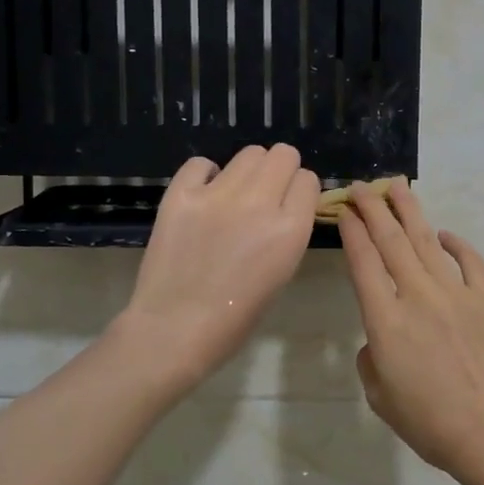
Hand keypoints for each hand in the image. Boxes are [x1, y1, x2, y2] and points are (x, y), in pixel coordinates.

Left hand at [115, 145, 318, 392]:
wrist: (174, 330)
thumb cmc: (235, 317)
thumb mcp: (282, 273)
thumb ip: (289, 232)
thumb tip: (286, 205)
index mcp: (290, 229)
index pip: (309, 180)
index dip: (300, 191)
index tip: (291, 204)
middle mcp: (259, 203)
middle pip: (283, 155)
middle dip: (281, 170)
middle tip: (266, 193)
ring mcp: (217, 195)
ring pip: (249, 153)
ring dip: (249, 171)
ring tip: (235, 196)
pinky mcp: (181, 194)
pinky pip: (202, 163)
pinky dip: (207, 175)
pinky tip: (204, 195)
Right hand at [337, 181, 483, 484]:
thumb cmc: (428, 422)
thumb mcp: (380, 396)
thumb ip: (370, 359)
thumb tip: (379, 339)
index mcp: (385, 320)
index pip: (363, 262)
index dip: (352, 232)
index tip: (345, 211)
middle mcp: (417, 295)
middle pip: (391, 241)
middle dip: (374, 210)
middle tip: (363, 188)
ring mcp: (455, 293)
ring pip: (427, 241)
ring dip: (409, 212)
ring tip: (397, 188)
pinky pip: (470, 261)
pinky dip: (457, 244)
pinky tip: (444, 233)